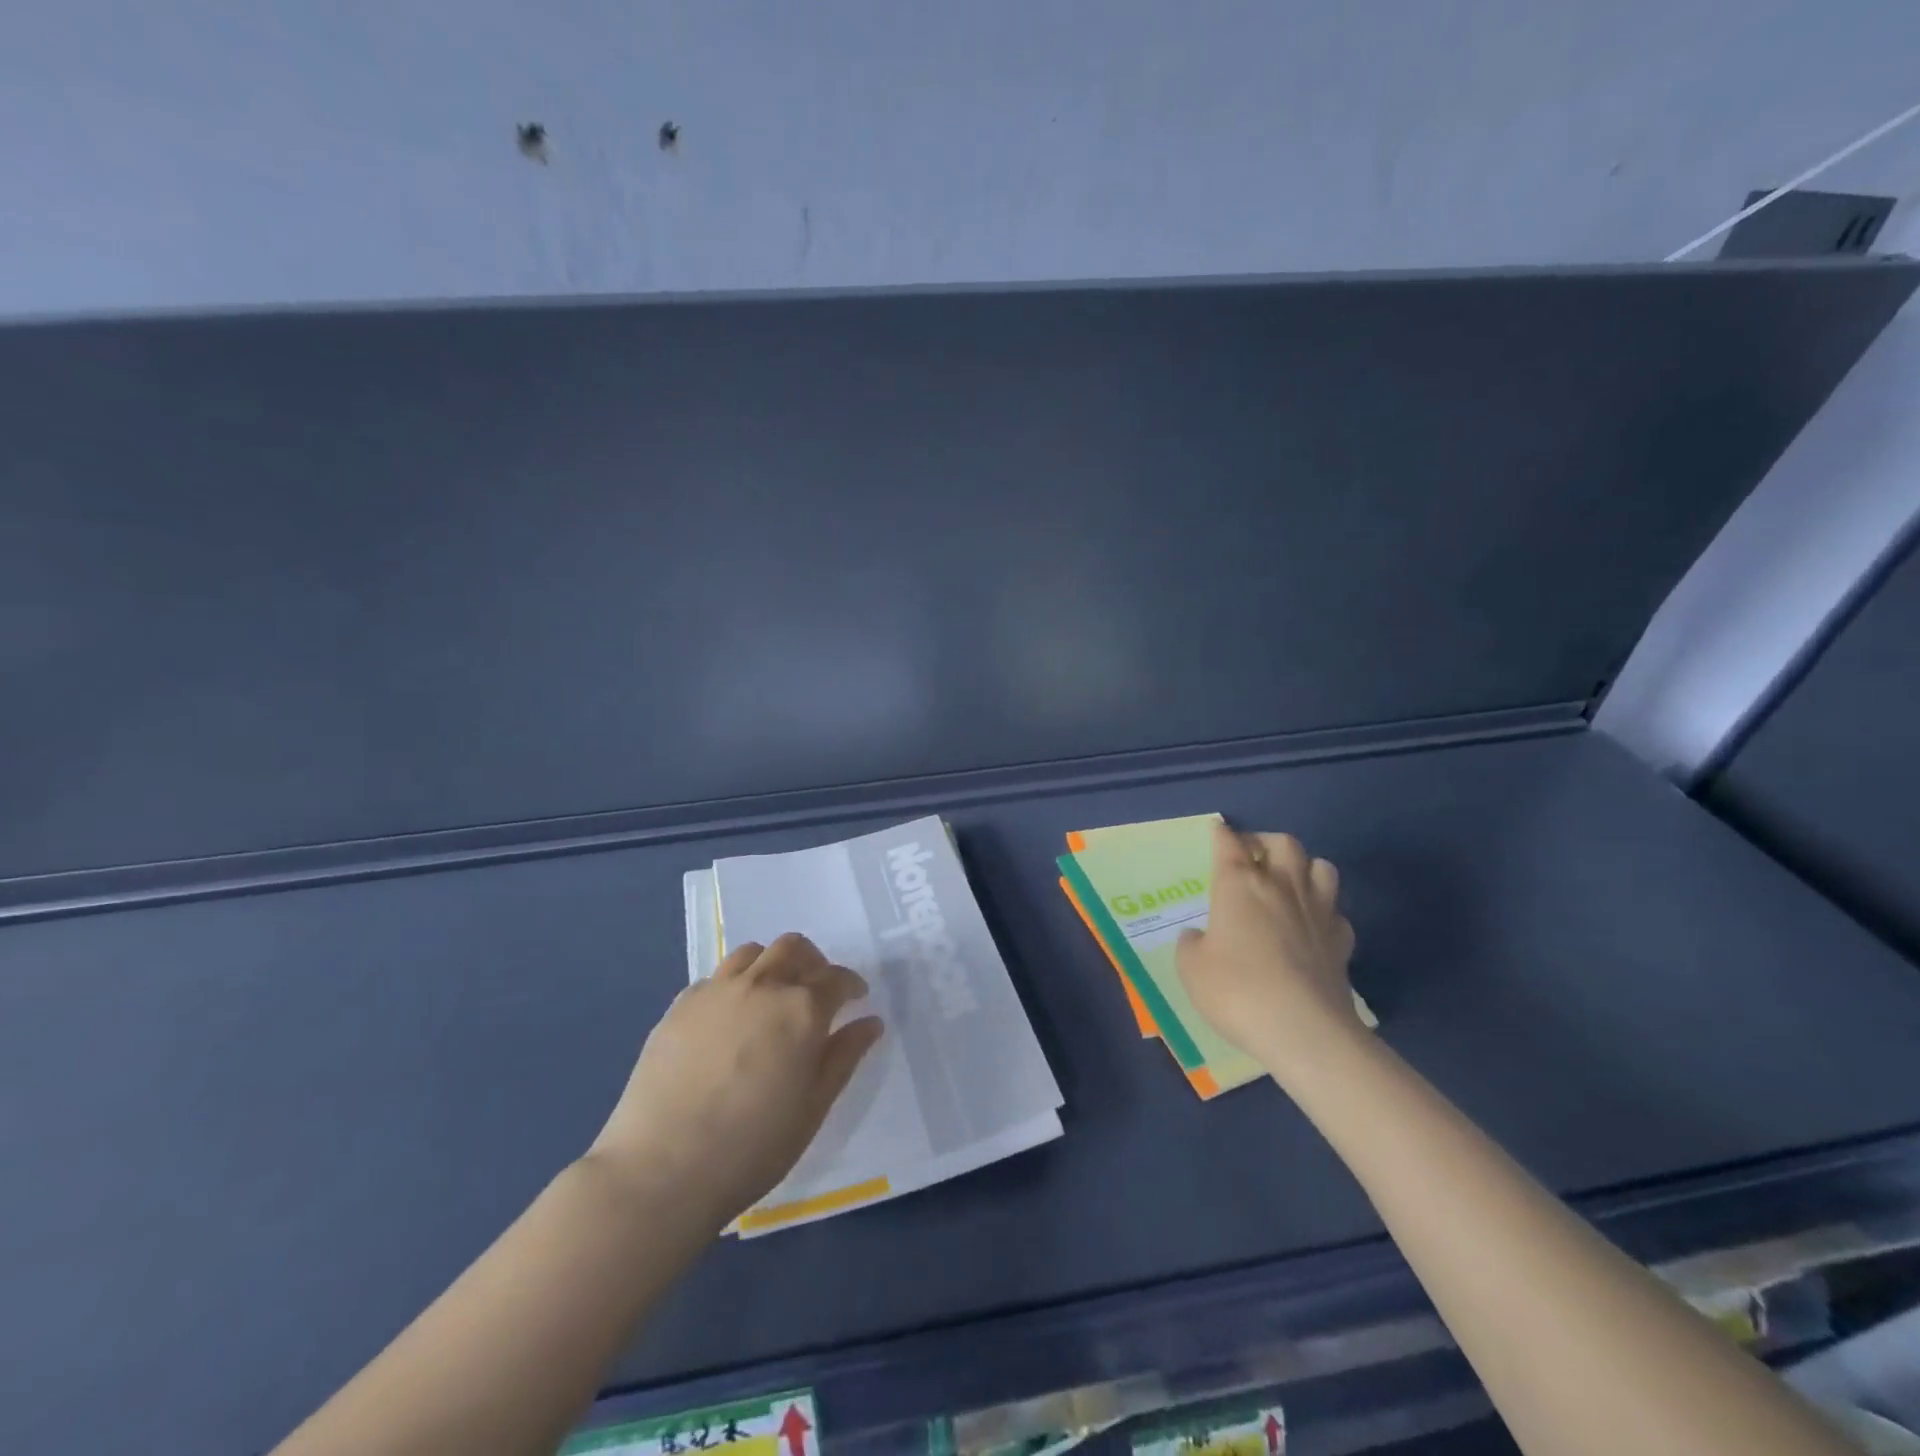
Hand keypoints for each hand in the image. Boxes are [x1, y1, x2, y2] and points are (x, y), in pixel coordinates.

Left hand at [588, 933, 883, 1229]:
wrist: (662, 1170)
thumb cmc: (753, 1146)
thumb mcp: (813, 1107)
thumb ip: (844, 1056)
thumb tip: (870, 1022)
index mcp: (801, 1009)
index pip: (836, 978)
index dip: (851, 985)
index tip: (855, 999)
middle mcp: (762, 985)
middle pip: (794, 948)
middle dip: (813, 962)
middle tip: (817, 990)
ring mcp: (716, 991)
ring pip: (752, 952)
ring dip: (772, 964)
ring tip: (773, 995)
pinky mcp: (679, 1006)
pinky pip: (715, 978)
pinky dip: (733, 985)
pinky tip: (729, 1019)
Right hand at [1176, 822, 1363, 1085]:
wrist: (1304, 1030)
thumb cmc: (1237, 990)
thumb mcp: (1192, 969)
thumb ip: (1192, 945)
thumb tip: (1200, 937)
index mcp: (1239, 885)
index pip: (1229, 845)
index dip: (1222, 834)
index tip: (1218, 830)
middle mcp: (1281, 887)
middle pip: (1283, 843)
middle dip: (1266, 842)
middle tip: (1252, 856)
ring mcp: (1318, 912)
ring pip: (1322, 866)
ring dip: (1305, 867)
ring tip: (1290, 882)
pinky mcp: (1342, 942)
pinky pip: (1336, 912)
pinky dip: (1324, 911)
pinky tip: (1313, 926)